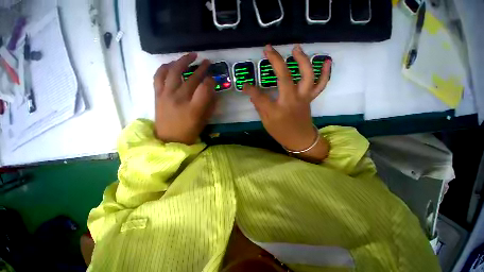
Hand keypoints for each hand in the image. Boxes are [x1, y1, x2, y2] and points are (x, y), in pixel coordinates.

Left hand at [154, 53, 215, 144]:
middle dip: (202, 68)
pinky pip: (159, 76)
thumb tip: (213, 91)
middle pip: (191, 78)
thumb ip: (210, 105)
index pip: (204, 89)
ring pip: (174, 72)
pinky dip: (165, 67)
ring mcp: (166, 95)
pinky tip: (172, 63)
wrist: (169, 139)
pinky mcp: (157, 95)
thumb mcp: (204, 121)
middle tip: (208, 62)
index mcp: (193, 109)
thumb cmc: (189, 132)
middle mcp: (179, 99)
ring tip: (192, 55)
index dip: (211, 81)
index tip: (213, 79)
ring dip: (183, 61)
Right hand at [243, 45, 331, 161]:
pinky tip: (325, 60)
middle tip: (268, 48)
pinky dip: (325, 72)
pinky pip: (321, 84)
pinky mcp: (310, 98)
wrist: (300, 140)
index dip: (250, 89)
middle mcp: (290, 101)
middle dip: (275, 61)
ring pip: (306, 76)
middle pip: (284, 77)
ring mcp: (303, 98)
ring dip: (302, 60)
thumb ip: (260, 107)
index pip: (259, 96)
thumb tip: (254, 95)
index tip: (244, 85)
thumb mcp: (266, 123)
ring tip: (295, 48)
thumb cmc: (281, 133)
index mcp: (276, 111)